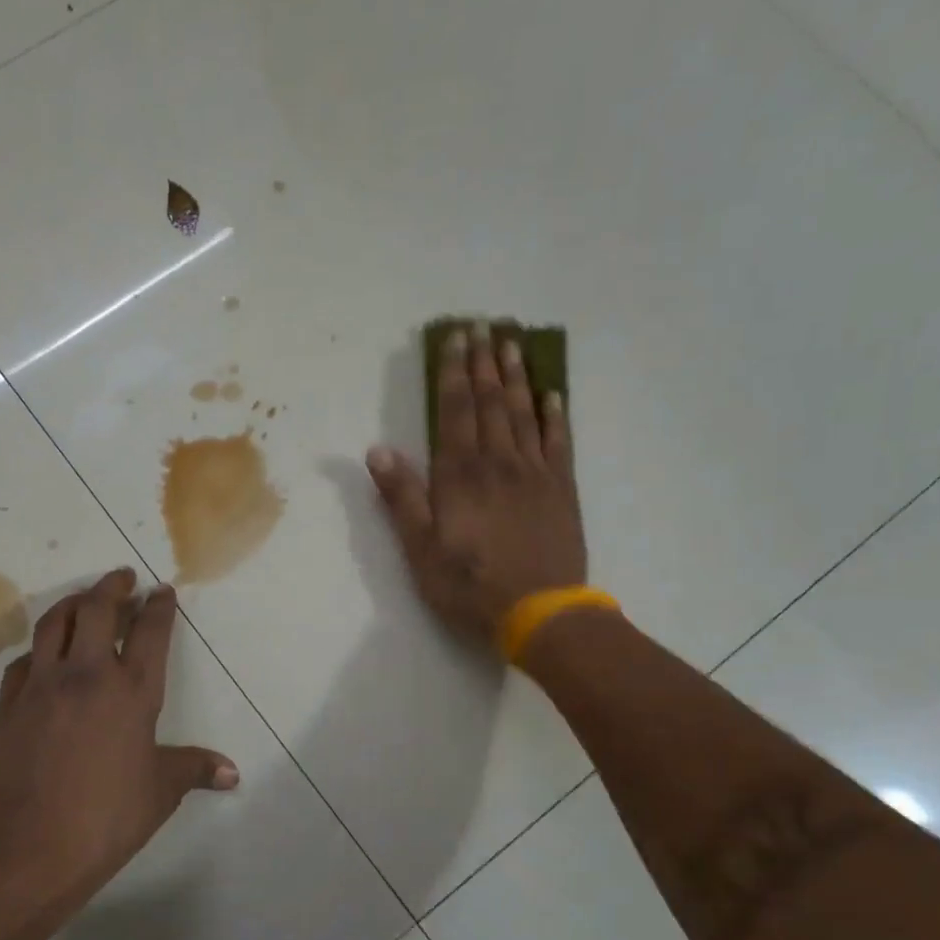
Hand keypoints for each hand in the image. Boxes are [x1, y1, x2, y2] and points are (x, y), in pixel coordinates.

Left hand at [0, 569, 238, 911]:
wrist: (32, 846)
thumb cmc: (108, 816)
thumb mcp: (162, 790)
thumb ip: (195, 769)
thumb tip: (233, 774)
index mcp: (132, 691)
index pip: (150, 631)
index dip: (158, 606)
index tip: (161, 591)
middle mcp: (87, 675)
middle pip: (97, 609)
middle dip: (112, 586)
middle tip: (122, 578)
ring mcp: (42, 685)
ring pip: (54, 622)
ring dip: (73, 603)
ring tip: (84, 599)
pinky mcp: (9, 703)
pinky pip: (24, 660)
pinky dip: (40, 648)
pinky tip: (44, 655)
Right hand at [366, 327, 586, 645]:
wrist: (540, 611)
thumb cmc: (470, 584)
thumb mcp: (420, 548)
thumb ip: (401, 497)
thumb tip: (378, 450)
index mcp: (461, 475)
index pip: (455, 412)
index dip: (454, 373)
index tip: (456, 339)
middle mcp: (499, 462)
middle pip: (491, 403)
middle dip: (484, 364)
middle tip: (484, 328)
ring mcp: (535, 473)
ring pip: (524, 414)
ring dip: (517, 377)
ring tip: (512, 346)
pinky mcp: (561, 490)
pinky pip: (559, 441)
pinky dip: (555, 415)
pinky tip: (552, 394)